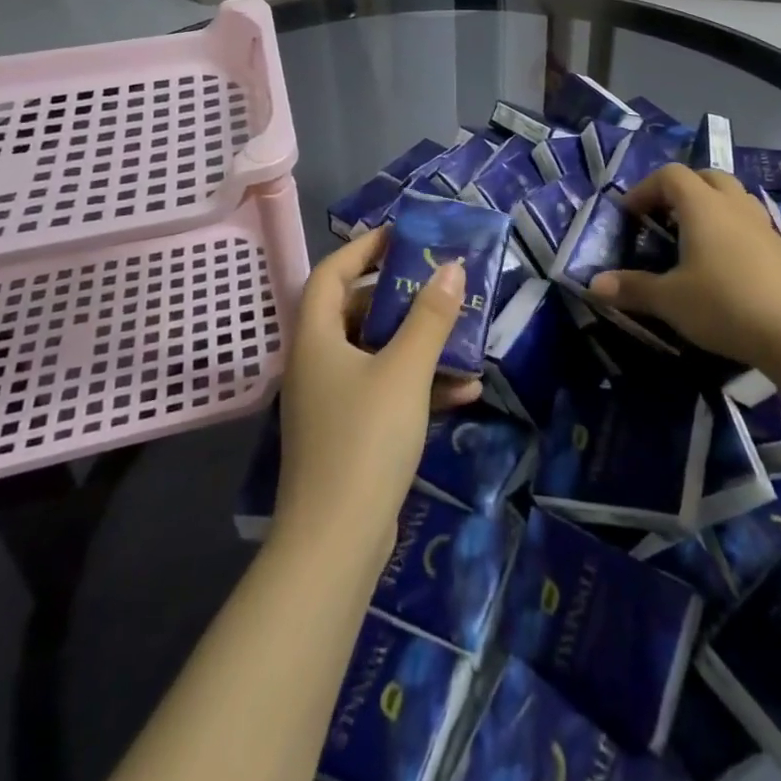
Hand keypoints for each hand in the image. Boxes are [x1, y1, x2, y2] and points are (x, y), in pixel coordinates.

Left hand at [272, 228, 480, 569]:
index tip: (403, 236)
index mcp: (315, 338)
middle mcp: (317, 363)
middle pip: (355, 312)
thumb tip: (451, 267)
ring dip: (419, 345)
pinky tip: (465, 391)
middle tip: (439, 284)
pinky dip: (419, 386)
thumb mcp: (405, 370)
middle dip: (400, 298)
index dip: (364, 248)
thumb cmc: (365, 439)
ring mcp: (332, 401)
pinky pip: (386, 393)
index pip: (331, 273)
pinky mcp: (349, 434)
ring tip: (463, 336)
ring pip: (377, 355)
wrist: (336, 544)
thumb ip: (430, 317)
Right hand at [587, 163, 780, 400]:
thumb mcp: (670, 300)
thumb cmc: (725, 304)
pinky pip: (748, 221)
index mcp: (702, 205)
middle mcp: (732, 204)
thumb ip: (631, 288)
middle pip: (704, 176)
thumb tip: (593, 284)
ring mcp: (761, 224)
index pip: (669, 175)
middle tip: (661, 219)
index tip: (629, 215)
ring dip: (708, 205)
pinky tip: (722, 262)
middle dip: (679, 191)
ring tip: (691, 237)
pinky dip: (729, 228)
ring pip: (731, 196)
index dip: (644, 189)